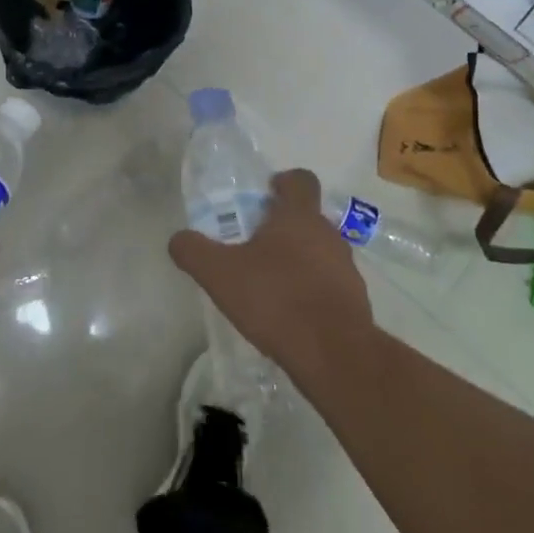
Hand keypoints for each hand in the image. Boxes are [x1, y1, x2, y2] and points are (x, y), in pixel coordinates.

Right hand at [168, 167, 373, 379]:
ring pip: (319, 251)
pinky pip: (328, 284)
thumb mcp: (219, 273)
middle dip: (281, 226)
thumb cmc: (275, 298)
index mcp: (298, 217)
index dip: (283, 181)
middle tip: (252, 244)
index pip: (301, 180)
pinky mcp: (355, 300)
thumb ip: (193, 251)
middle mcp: (328, 234)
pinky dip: (310, 290)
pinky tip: (288, 313)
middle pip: (307, 217)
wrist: (333, 352)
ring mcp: (346, 268)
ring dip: (297, 259)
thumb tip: (178, 239)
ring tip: (268, 283)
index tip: (265, 194)